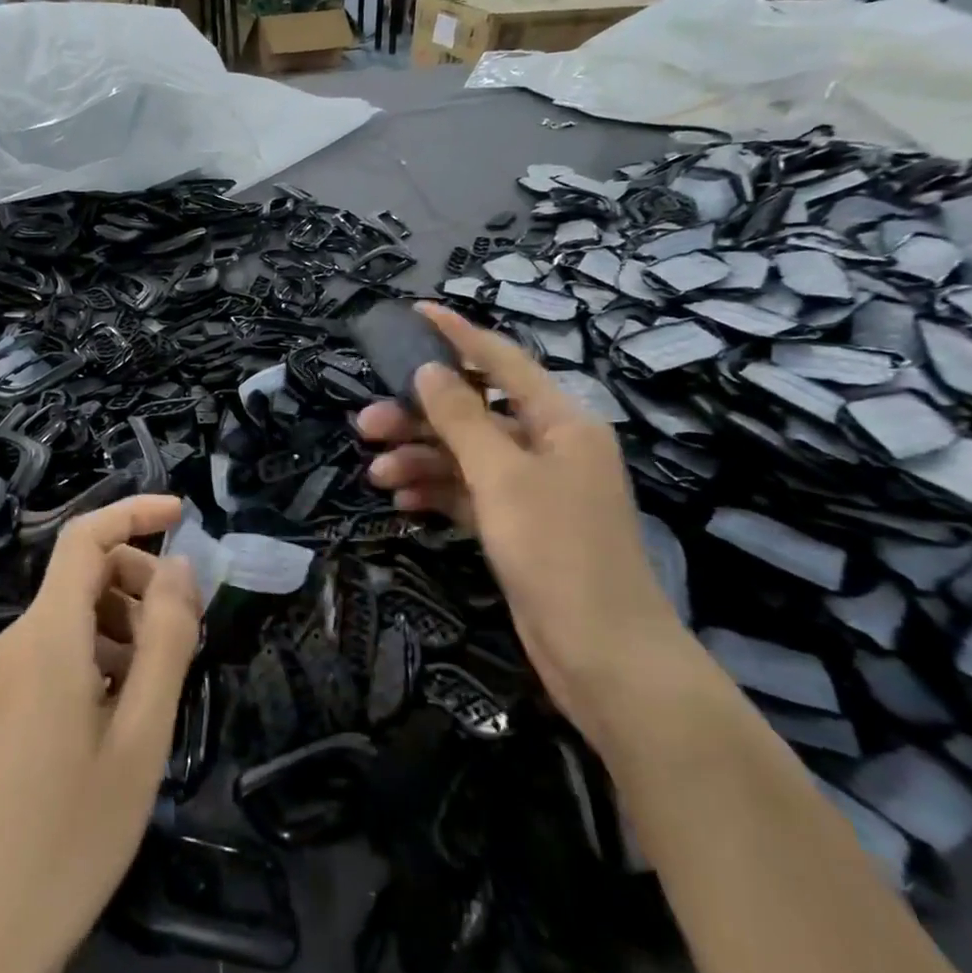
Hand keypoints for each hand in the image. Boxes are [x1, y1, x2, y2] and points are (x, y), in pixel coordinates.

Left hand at [0, 495, 200, 972]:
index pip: (86, 536)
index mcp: (47, 635)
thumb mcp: (140, 735)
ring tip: (163, 683)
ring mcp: (4, 678)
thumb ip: (166, 640)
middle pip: (85, 576)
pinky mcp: (2, 711)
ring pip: (75, 617)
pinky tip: (126, 713)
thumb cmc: (69, 836)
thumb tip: (180, 566)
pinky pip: (59, 653)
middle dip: (142, 583)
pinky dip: (103, 658)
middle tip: (188, 634)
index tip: (183, 516)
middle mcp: (18, 642)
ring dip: (126, 626)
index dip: (134, 512)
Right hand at [358, 305, 688, 741]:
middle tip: (366, 422)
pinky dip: (436, 491)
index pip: (502, 361)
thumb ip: (462, 418)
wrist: (604, 659)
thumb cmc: (558, 553)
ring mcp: (534, 489)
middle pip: (475, 412)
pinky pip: (469, 493)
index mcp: (561, 421)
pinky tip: (401, 498)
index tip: (416, 312)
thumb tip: (429, 370)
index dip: (458, 335)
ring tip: (374, 472)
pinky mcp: (519, 526)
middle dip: (420, 415)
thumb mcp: (502, 477)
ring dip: (420, 458)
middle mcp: (548, 447)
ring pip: (466, 455)